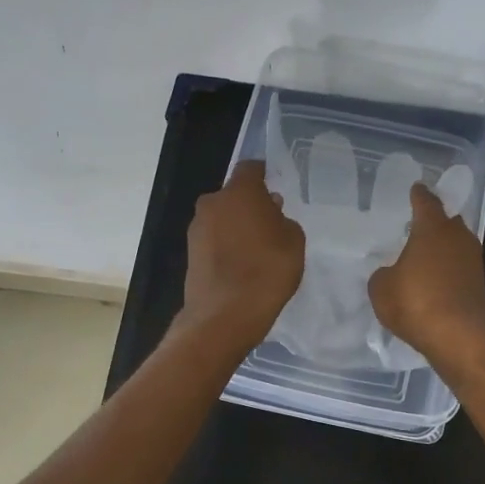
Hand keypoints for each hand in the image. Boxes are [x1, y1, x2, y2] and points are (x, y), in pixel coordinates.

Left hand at [181, 160, 304, 351]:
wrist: (225, 315)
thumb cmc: (267, 270)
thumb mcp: (294, 242)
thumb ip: (283, 220)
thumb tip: (271, 213)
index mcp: (239, 192)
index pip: (250, 168)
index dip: (263, 174)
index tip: (275, 185)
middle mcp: (213, 203)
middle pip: (234, 195)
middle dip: (250, 204)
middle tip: (269, 223)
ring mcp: (197, 228)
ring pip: (221, 217)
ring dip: (236, 225)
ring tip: (255, 248)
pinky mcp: (190, 252)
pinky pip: (213, 239)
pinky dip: (225, 245)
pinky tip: (240, 264)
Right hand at [368, 185, 484, 370]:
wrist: (459, 339)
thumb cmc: (416, 303)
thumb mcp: (381, 288)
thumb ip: (383, 274)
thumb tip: (392, 273)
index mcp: (433, 228)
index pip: (426, 201)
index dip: (419, 194)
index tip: (416, 188)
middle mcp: (458, 237)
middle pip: (447, 220)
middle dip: (434, 220)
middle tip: (417, 224)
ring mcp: (473, 261)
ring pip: (456, 244)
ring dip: (442, 247)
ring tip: (423, 254)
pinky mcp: (480, 284)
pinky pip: (460, 267)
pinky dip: (448, 270)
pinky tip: (434, 281)